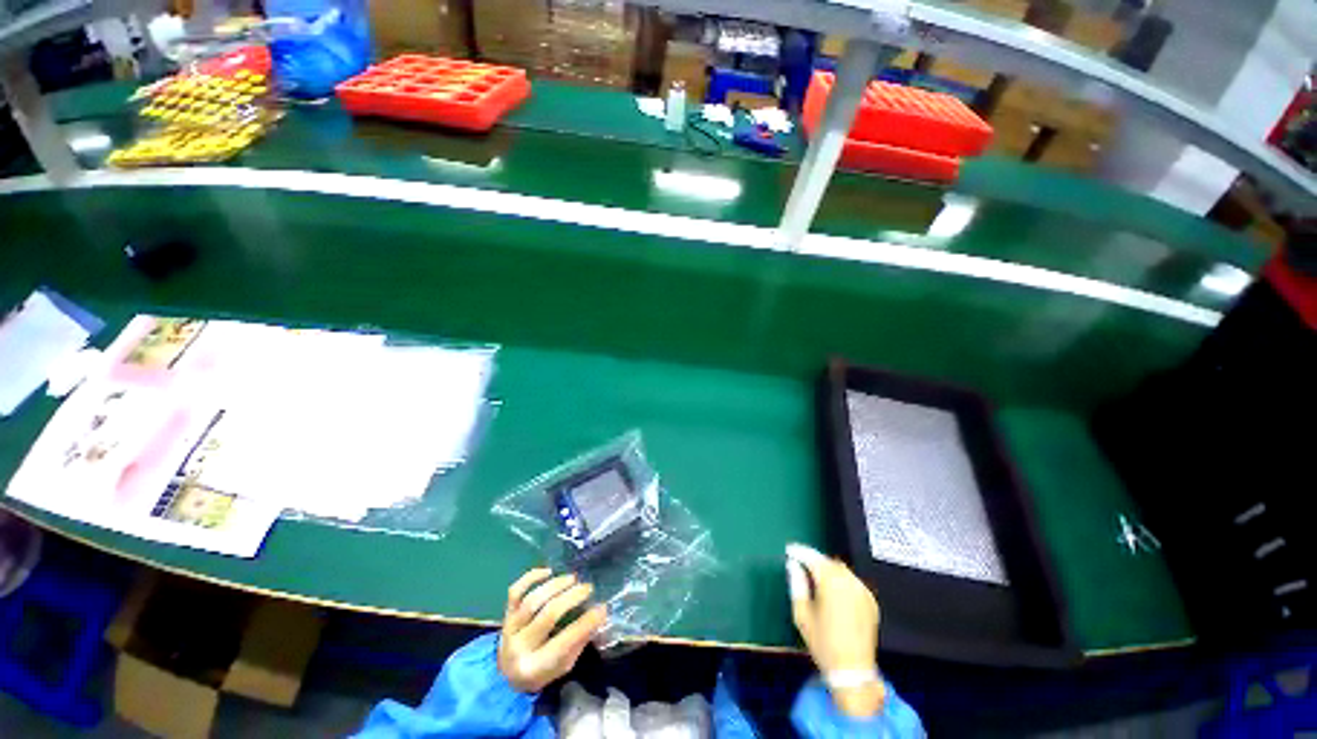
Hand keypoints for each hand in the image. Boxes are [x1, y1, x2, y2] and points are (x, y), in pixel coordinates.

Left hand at [497, 568, 608, 693]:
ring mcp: (510, 629)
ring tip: (572, 578)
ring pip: (533, 600)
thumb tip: (599, 615)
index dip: (586, 622)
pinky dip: (531, 578)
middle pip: (548, 614)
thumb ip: (579, 642)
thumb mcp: (563, 666)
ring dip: (556, 585)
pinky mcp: (506, 614)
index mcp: (535, 667)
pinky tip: (548, 572)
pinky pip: (515, 591)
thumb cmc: (541, 670)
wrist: (506, 673)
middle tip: (587, 588)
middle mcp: (519, 647)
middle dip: (572, 597)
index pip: (565, 640)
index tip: (602, 608)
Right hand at [786, 543, 884, 717]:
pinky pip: (853, 581)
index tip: (790, 550)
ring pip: (842, 570)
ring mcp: (862, 591)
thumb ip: (797, 585)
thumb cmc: (823, 643)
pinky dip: (841, 580)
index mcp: (830, 582)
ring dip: (828, 569)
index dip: (800, 552)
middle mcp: (849, 581)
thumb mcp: (802, 614)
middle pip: (828, 561)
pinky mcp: (871, 601)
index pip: (813, 558)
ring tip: (816, 576)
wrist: (853, 671)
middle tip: (801, 563)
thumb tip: (793, 565)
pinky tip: (834, 590)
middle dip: (814, 560)